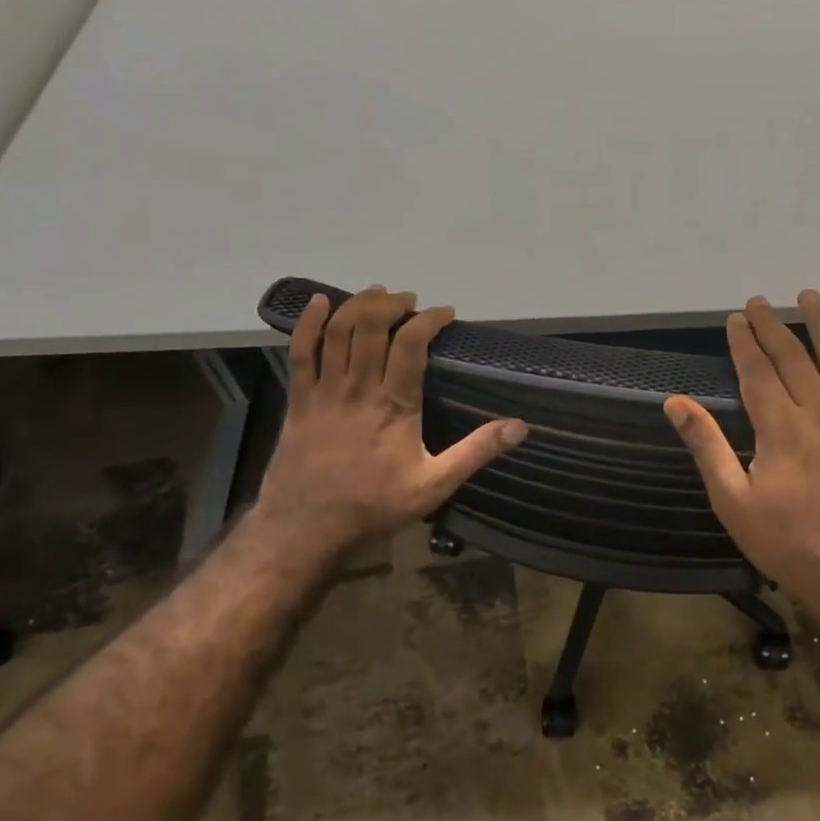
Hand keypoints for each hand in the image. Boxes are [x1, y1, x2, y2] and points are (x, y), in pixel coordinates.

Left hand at [253, 286, 527, 561]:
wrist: (306, 527)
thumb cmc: (374, 505)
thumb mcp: (435, 485)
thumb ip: (476, 452)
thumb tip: (519, 426)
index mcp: (395, 405)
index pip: (411, 345)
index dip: (428, 320)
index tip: (445, 313)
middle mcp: (359, 389)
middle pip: (371, 328)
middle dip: (392, 304)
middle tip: (409, 300)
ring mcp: (325, 391)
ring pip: (338, 332)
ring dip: (358, 305)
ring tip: (377, 294)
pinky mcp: (299, 400)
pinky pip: (300, 351)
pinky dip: (308, 323)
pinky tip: (318, 302)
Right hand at [665, 292, 819, 621]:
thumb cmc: (782, 542)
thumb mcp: (731, 500)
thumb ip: (706, 446)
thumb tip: (675, 403)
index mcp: (781, 430)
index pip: (759, 372)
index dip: (745, 343)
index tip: (735, 319)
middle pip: (795, 360)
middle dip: (774, 327)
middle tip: (760, 302)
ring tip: (810, 298)